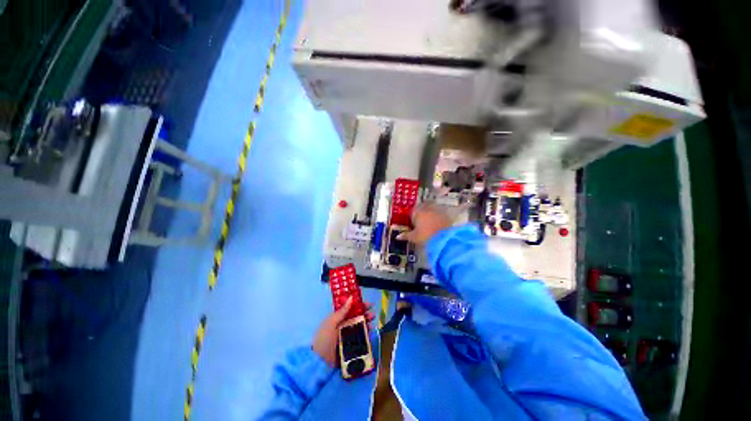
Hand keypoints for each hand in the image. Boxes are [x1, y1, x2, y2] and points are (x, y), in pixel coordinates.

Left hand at [312, 298, 374, 366]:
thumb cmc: (324, 339)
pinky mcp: (350, 346)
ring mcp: (347, 337)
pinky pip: (360, 339)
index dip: (359, 306)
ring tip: (372, 323)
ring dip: (366, 324)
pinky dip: (365, 335)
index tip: (368, 304)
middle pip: (356, 318)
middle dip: (365, 315)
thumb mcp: (331, 322)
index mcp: (337, 319)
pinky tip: (369, 333)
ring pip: (359, 327)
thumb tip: (351, 297)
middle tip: (372, 314)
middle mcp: (343, 326)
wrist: (319, 362)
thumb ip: (342, 311)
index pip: (350, 309)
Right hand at [397, 204, 452, 245]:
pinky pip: (440, 212)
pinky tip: (438, 222)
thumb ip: (406, 236)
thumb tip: (398, 236)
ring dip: (430, 211)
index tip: (414, 221)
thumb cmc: (426, 236)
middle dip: (421, 210)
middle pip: (422, 206)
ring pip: (431, 207)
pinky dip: (438, 215)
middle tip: (421, 219)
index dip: (413, 215)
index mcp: (417, 213)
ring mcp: (437, 210)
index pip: (413, 211)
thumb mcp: (414, 237)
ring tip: (429, 220)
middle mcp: (426, 209)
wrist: (444, 238)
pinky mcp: (445, 214)